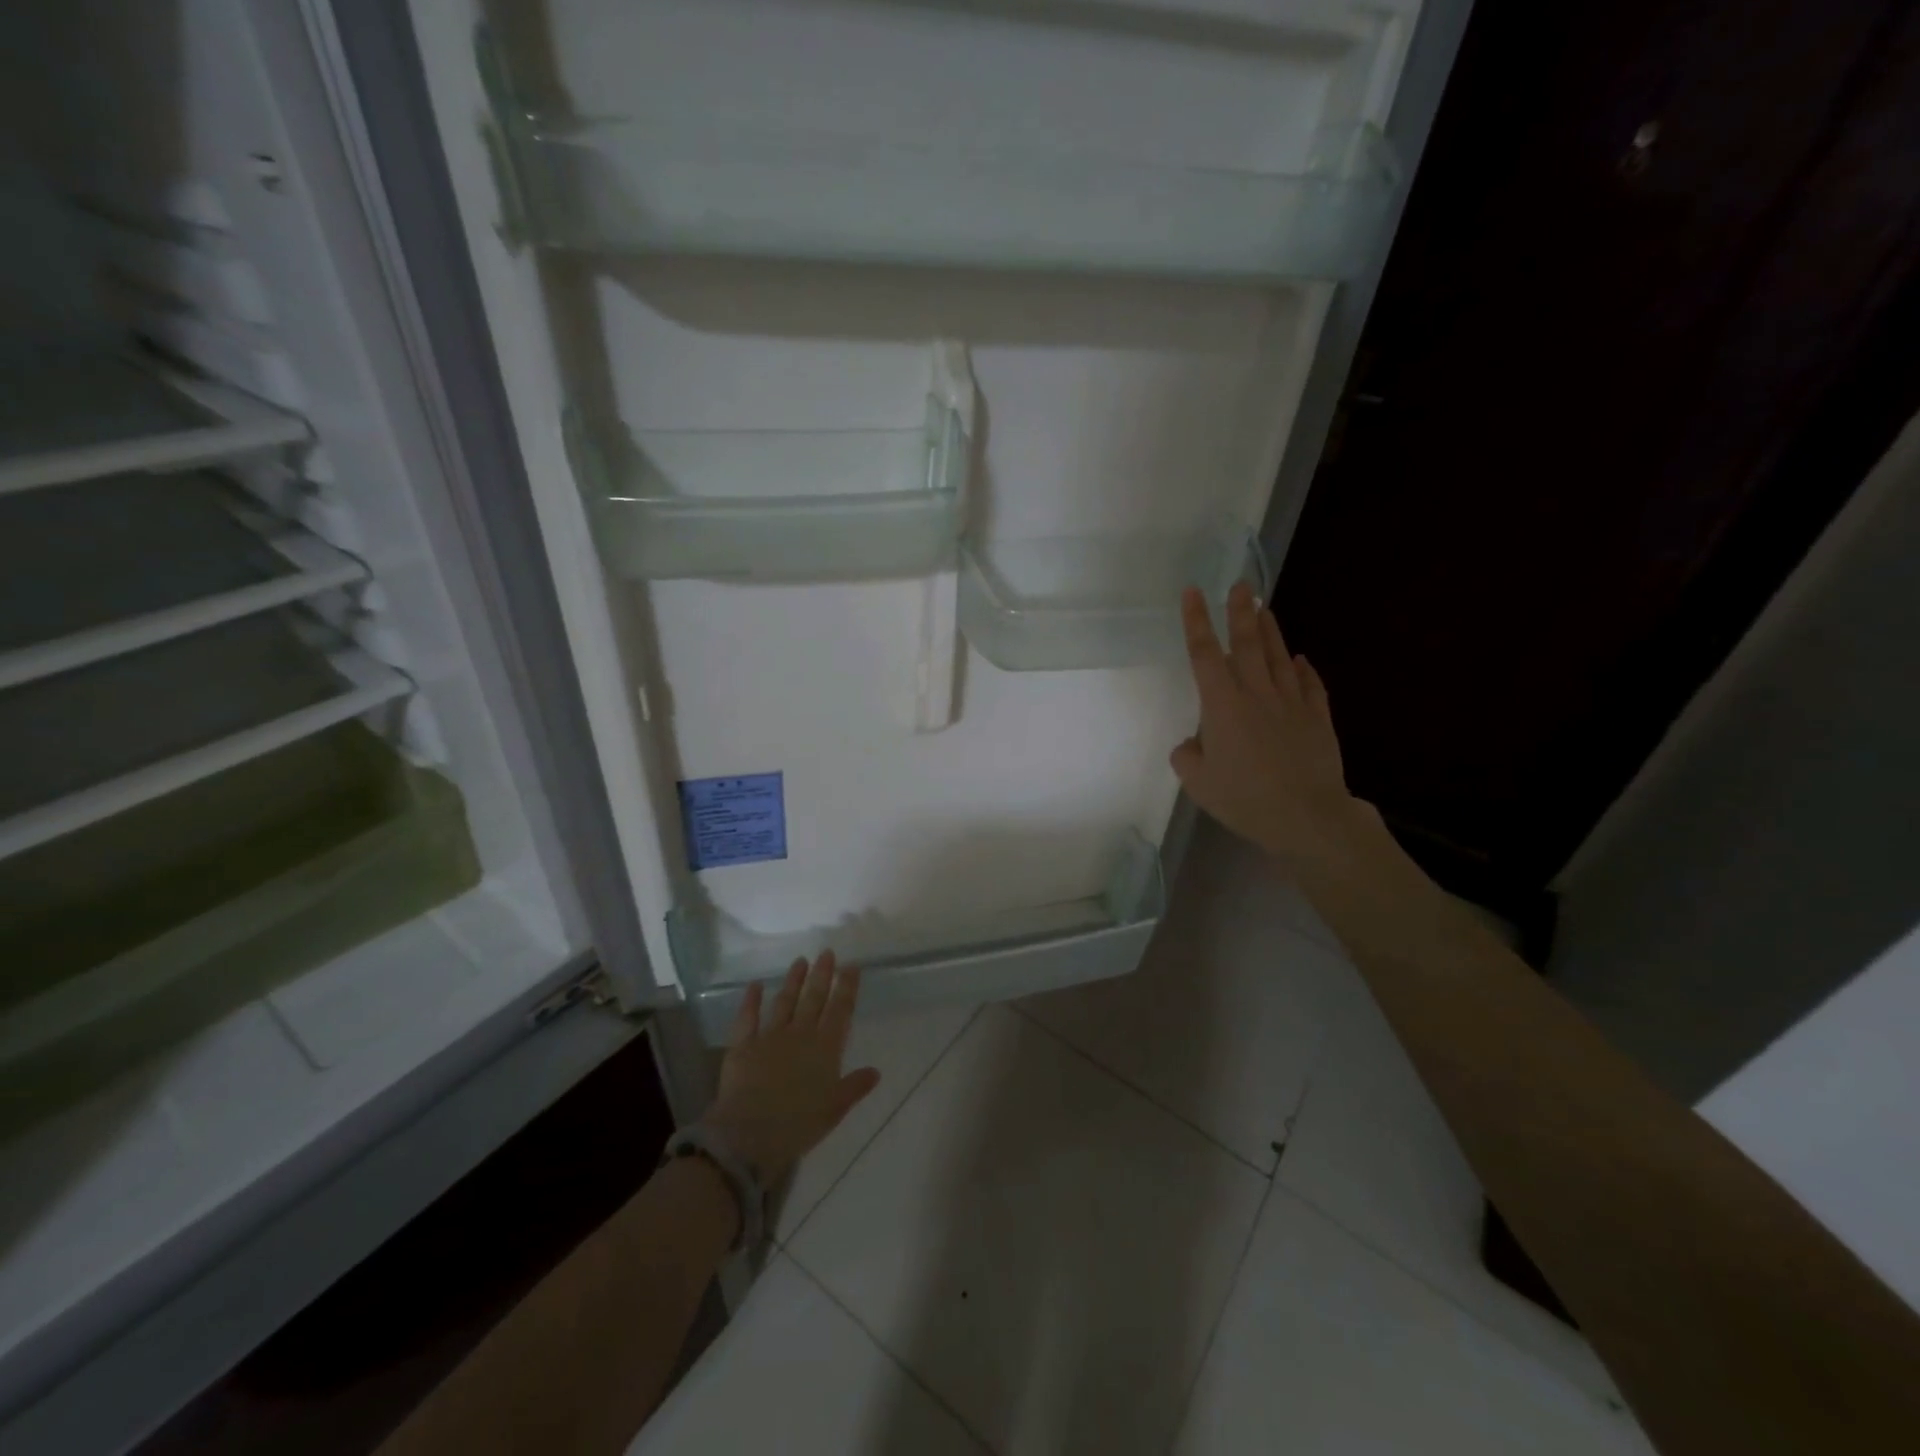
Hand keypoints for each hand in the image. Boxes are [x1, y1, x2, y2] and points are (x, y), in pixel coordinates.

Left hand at [702, 951, 880, 1184]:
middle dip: (822, 975)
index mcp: (825, 1048)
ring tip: (800, 961)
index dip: (847, 987)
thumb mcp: (835, 1109)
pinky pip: (747, 1018)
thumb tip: (876, 1071)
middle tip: (826, 952)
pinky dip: (750, 1000)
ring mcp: (770, 1037)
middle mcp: (800, 1034)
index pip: (840, 1010)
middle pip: (814, 998)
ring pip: (785, 1002)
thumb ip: (854, 1086)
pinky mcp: (742, 1046)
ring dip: (793, 981)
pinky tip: (754, 985)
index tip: (851, 966)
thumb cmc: (799, 1124)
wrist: (751, 1134)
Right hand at [1171, 582, 1363, 869]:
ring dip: (1271, 631)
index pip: (1204, 654)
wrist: (1306, 816)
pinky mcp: (1317, 719)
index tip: (1193, 592)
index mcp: (1222, 705)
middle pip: (1247, 644)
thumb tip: (1193, 743)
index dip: (1196, 621)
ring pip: (1279, 658)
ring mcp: (1291, 704)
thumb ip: (1187, 756)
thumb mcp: (1197, 782)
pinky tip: (1301, 659)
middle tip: (1241, 584)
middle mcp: (1257, 694)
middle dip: (1240, 611)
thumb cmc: (1244, 798)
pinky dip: (1305, 670)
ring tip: (1264, 607)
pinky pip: (1311, 686)